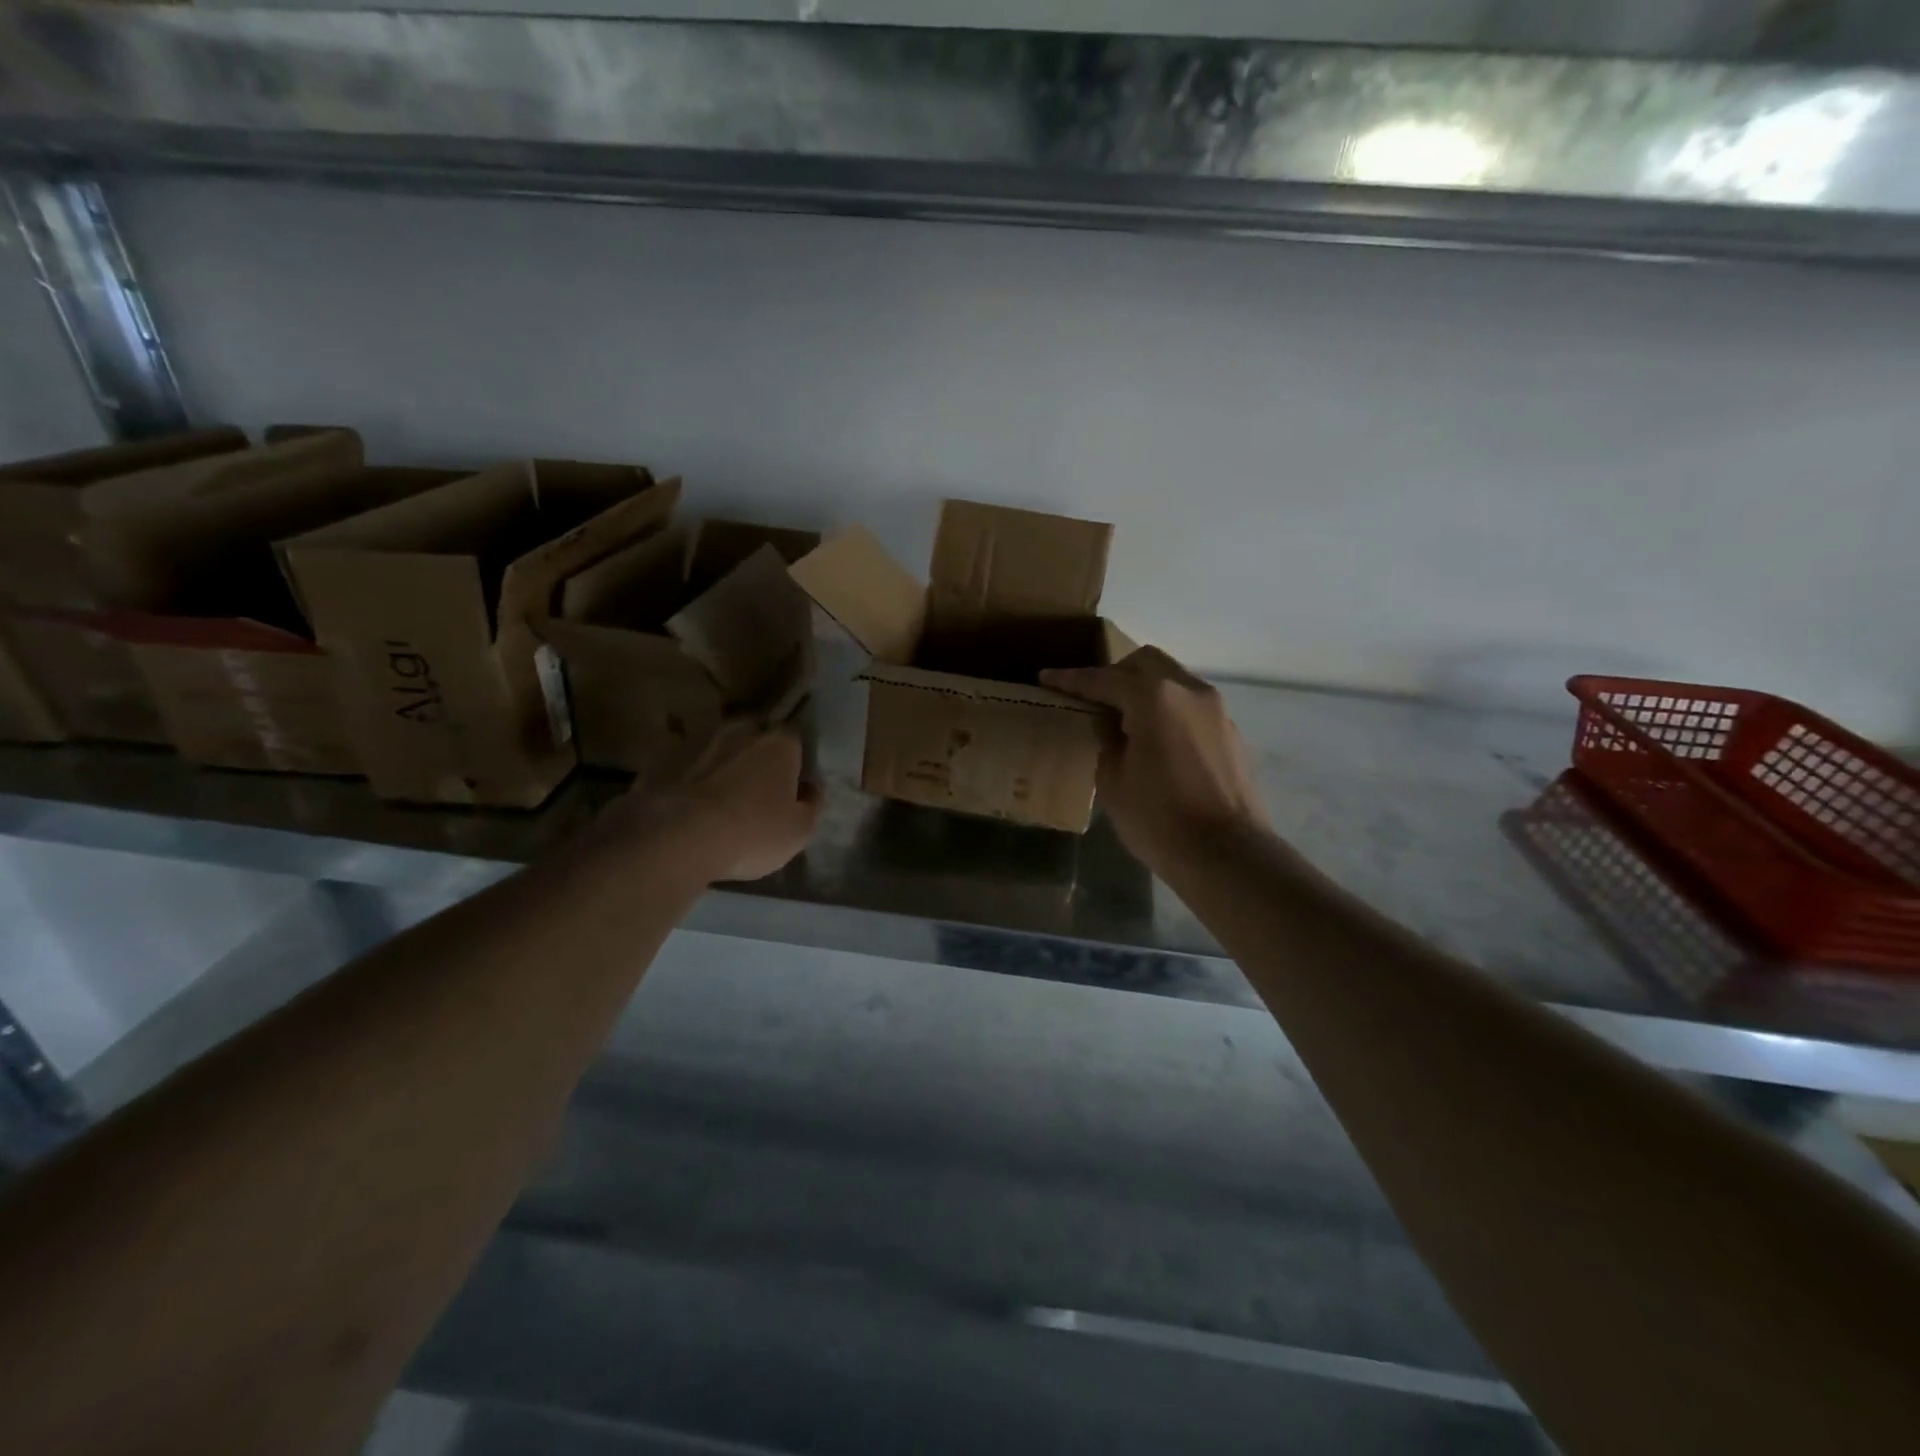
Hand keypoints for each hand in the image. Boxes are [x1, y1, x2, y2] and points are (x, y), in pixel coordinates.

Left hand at [608, 722, 822, 883]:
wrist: (677, 837)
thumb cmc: (752, 833)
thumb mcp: (799, 831)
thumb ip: (812, 804)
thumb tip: (811, 787)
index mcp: (780, 743)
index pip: (796, 740)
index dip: (795, 762)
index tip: (792, 785)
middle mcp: (741, 730)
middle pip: (755, 736)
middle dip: (756, 755)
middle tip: (755, 788)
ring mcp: (699, 740)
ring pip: (718, 748)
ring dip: (721, 764)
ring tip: (718, 798)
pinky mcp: (663, 757)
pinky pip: (685, 764)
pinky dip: (689, 777)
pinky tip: (687, 805)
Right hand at [1042, 647, 1270, 875]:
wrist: (1226, 854)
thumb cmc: (1158, 819)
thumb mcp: (1113, 780)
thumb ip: (1105, 739)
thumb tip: (1107, 722)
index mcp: (1154, 698)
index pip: (1103, 680)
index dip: (1071, 679)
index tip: (1046, 677)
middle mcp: (1189, 691)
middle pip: (1145, 663)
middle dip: (1115, 673)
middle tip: (1092, 697)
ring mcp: (1216, 709)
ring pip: (1173, 680)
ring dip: (1145, 690)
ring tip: (1124, 719)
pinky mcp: (1230, 731)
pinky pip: (1191, 706)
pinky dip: (1169, 709)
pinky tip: (1156, 739)